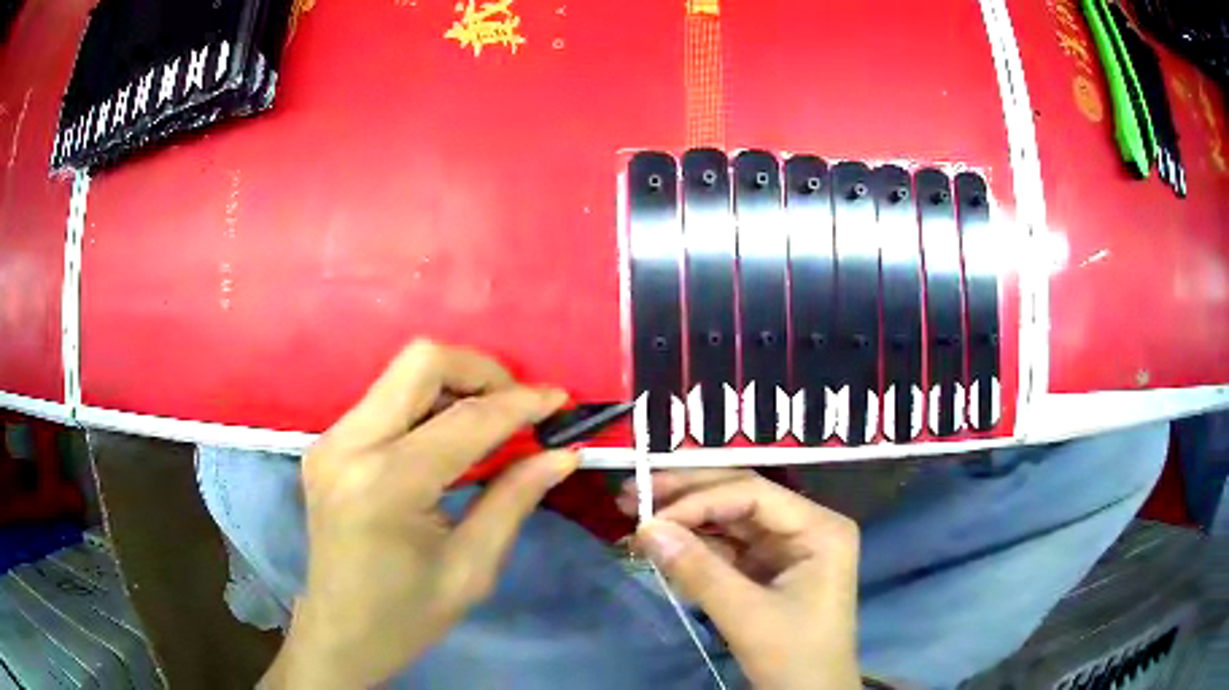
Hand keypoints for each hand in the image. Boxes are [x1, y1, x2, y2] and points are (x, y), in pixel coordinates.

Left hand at [264, 340, 577, 688]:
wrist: (339, 634)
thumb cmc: (408, 617)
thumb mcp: (472, 568)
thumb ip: (514, 500)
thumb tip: (562, 454)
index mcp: (385, 485)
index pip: (465, 420)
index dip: (521, 403)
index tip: (563, 400)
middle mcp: (348, 445)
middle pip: (421, 362)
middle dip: (482, 372)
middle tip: (520, 407)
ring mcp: (330, 440)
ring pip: (401, 374)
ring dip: (455, 385)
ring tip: (492, 424)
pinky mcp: (326, 444)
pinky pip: (385, 399)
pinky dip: (427, 405)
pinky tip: (450, 440)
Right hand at [618, 470, 860, 689]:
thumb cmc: (793, 655)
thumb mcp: (746, 615)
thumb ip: (697, 570)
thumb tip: (645, 528)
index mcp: (819, 528)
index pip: (754, 494)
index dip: (699, 499)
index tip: (649, 515)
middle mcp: (806, 526)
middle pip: (741, 497)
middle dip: (687, 494)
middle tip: (634, 489)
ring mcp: (787, 547)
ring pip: (730, 518)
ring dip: (686, 517)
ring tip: (637, 509)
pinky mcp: (769, 568)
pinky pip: (728, 546)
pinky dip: (695, 545)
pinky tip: (664, 542)